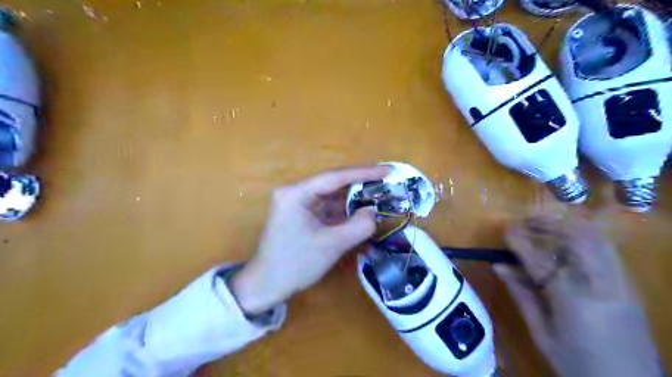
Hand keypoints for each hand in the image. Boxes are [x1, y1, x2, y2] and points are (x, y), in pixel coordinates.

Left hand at [230, 166, 392, 314]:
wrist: (266, 286)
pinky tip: (361, 215)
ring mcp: (297, 204)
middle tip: (386, 183)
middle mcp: (295, 193)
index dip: (364, 173)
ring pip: (331, 197)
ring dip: (353, 200)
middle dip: (360, 185)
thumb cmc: (296, 264)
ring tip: (378, 198)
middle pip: (333, 184)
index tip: (388, 170)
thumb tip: (373, 212)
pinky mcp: (301, 215)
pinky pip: (327, 209)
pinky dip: (344, 212)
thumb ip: (358, 226)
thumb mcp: (331, 245)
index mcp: (296, 193)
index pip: (335, 177)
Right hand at [492, 213, 659, 376]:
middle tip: (524, 221)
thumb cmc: (577, 364)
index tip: (504, 229)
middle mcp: (601, 285)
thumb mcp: (541, 333)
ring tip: (542, 225)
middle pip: (576, 238)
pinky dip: (582, 237)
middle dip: (547, 223)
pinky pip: (605, 249)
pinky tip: (565, 240)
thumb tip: (498, 266)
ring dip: (566, 225)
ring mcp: (620, 283)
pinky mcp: (629, 285)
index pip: (541, 260)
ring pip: (595, 238)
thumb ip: (521, 295)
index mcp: (573, 301)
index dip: (520, 242)